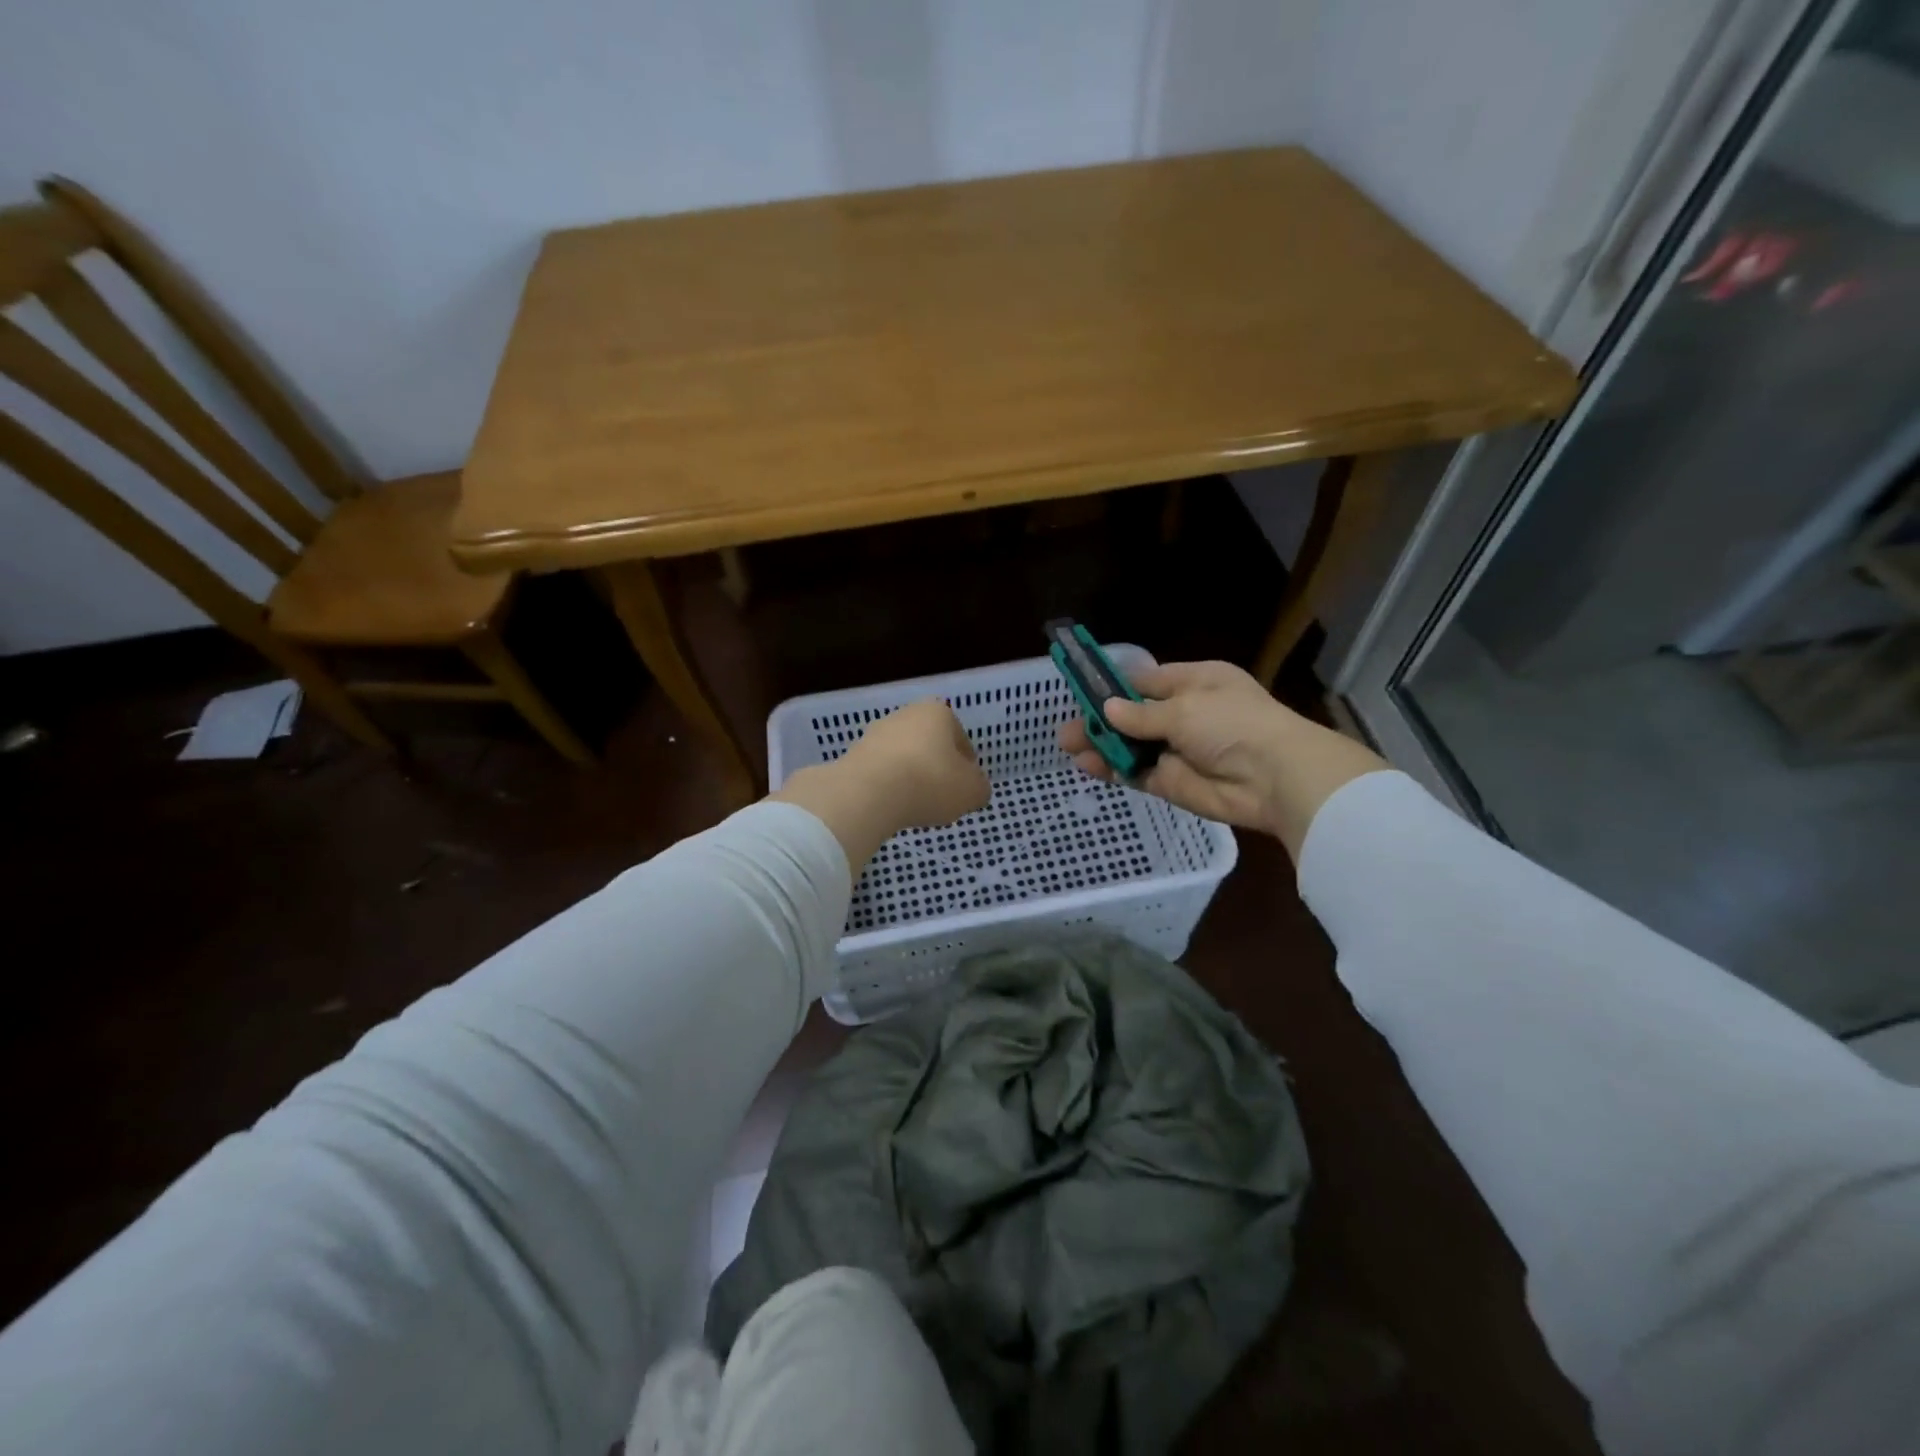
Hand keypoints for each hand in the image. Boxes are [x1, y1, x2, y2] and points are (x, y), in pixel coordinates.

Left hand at [773, 700, 989, 871]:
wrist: (868, 793)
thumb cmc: (930, 782)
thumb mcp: (972, 791)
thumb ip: (979, 788)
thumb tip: (975, 788)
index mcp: (937, 712)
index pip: (959, 737)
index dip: (967, 763)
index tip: (966, 785)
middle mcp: (904, 715)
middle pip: (929, 745)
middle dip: (936, 768)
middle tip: (943, 796)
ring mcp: (874, 734)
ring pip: (903, 758)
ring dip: (911, 778)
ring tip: (916, 806)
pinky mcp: (853, 756)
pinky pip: (880, 773)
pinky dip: (888, 788)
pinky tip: (892, 807)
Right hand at [1056, 660, 1384, 857]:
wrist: (1274, 778)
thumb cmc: (1232, 724)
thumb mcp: (1184, 708)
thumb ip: (1141, 714)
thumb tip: (1108, 709)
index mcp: (1195, 682)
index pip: (1146, 681)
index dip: (1114, 686)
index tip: (1081, 691)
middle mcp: (1185, 714)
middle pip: (1133, 716)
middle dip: (1101, 720)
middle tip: (1067, 728)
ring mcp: (1176, 750)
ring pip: (1130, 746)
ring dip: (1101, 745)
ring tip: (1067, 747)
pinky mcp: (1171, 782)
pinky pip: (1136, 773)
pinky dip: (1113, 769)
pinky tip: (1087, 765)